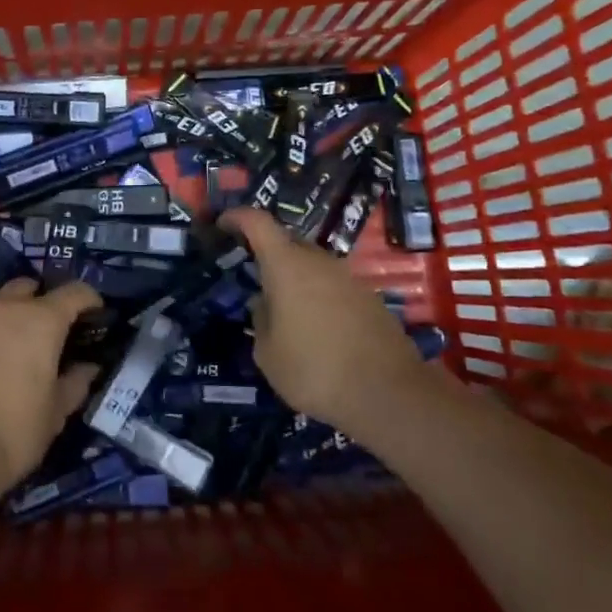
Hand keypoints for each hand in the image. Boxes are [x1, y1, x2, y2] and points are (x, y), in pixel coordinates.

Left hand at [0, 278, 100, 505]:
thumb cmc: (13, 433)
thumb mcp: (55, 414)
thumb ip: (75, 383)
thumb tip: (89, 367)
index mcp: (40, 321)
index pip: (74, 292)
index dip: (88, 299)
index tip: (94, 313)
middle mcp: (2, 309)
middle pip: (27, 289)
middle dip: (39, 303)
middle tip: (45, 333)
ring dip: (3, 322)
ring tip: (4, 354)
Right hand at [222, 207, 436, 440]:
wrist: (389, 394)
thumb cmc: (314, 369)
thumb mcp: (268, 353)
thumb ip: (260, 320)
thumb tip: (264, 304)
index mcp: (287, 265)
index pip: (257, 222)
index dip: (237, 218)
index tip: (222, 225)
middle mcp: (319, 261)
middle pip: (287, 241)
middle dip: (267, 252)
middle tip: (251, 274)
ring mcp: (349, 278)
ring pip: (313, 265)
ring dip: (295, 277)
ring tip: (283, 308)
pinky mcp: (370, 299)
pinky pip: (333, 286)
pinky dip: (318, 296)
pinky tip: (315, 328)